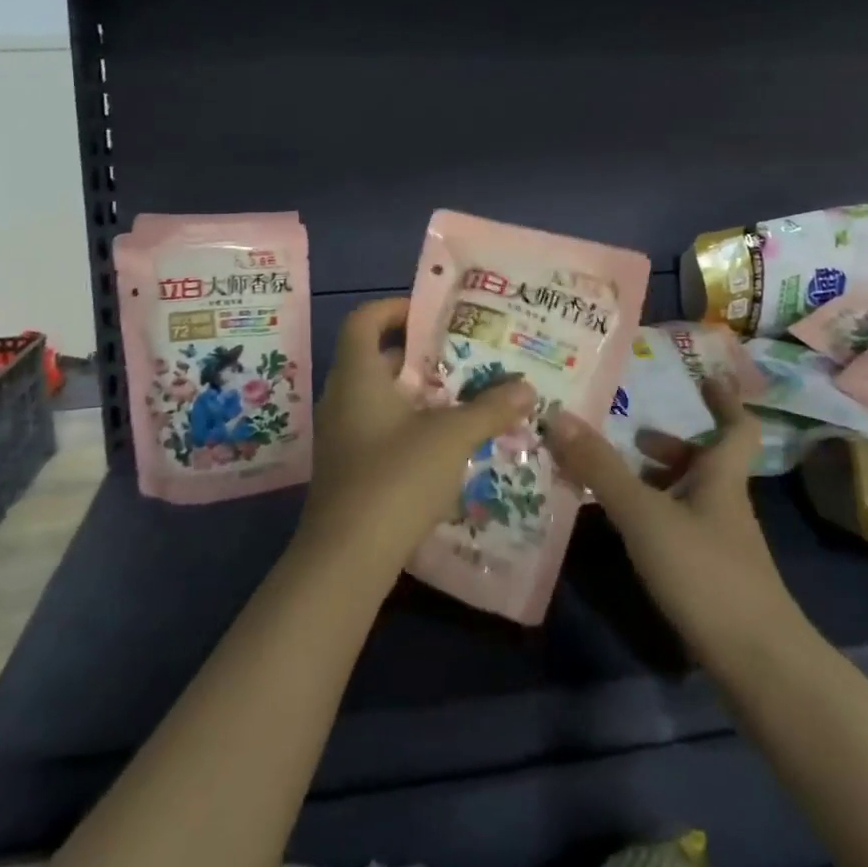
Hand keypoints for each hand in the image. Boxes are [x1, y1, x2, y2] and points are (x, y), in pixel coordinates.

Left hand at [300, 298, 536, 577]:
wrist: (347, 558)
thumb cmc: (395, 477)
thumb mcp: (451, 437)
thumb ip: (489, 408)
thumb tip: (525, 387)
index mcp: (358, 376)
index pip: (364, 320)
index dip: (394, 308)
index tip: (432, 313)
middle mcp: (343, 398)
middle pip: (378, 359)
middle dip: (421, 355)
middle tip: (464, 356)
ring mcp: (342, 435)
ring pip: (382, 397)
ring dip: (419, 394)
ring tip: (464, 397)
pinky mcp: (349, 467)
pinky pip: (380, 428)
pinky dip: (410, 425)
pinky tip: (446, 444)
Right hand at [545, 378, 798, 664]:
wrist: (758, 664)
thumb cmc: (705, 573)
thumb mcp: (644, 514)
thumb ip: (601, 467)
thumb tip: (559, 415)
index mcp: (721, 479)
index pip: (736, 428)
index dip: (724, 400)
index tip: (707, 377)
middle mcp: (726, 505)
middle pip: (705, 462)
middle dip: (671, 445)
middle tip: (632, 435)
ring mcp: (723, 545)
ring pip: (691, 497)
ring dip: (658, 481)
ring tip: (615, 480)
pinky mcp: (714, 578)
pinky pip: (681, 528)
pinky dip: (655, 517)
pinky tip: (628, 532)